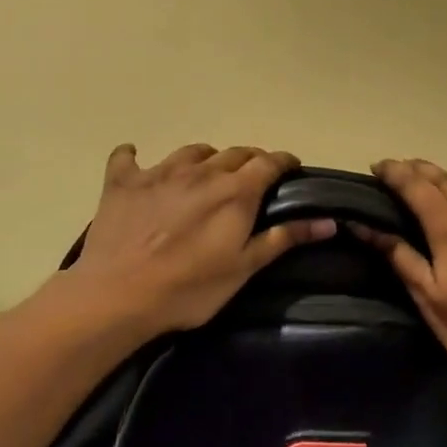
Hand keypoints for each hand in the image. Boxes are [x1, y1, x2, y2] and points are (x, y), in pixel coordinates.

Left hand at [68, 143, 335, 334]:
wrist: (117, 295)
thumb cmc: (189, 288)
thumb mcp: (244, 269)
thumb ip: (283, 239)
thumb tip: (328, 220)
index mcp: (235, 191)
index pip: (268, 162)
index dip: (283, 161)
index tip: (291, 168)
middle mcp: (200, 171)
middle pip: (234, 153)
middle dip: (249, 160)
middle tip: (253, 178)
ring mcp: (159, 172)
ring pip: (191, 151)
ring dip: (205, 158)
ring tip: (206, 173)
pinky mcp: (123, 182)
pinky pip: (127, 158)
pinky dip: (134, 157)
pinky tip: (134, 160)